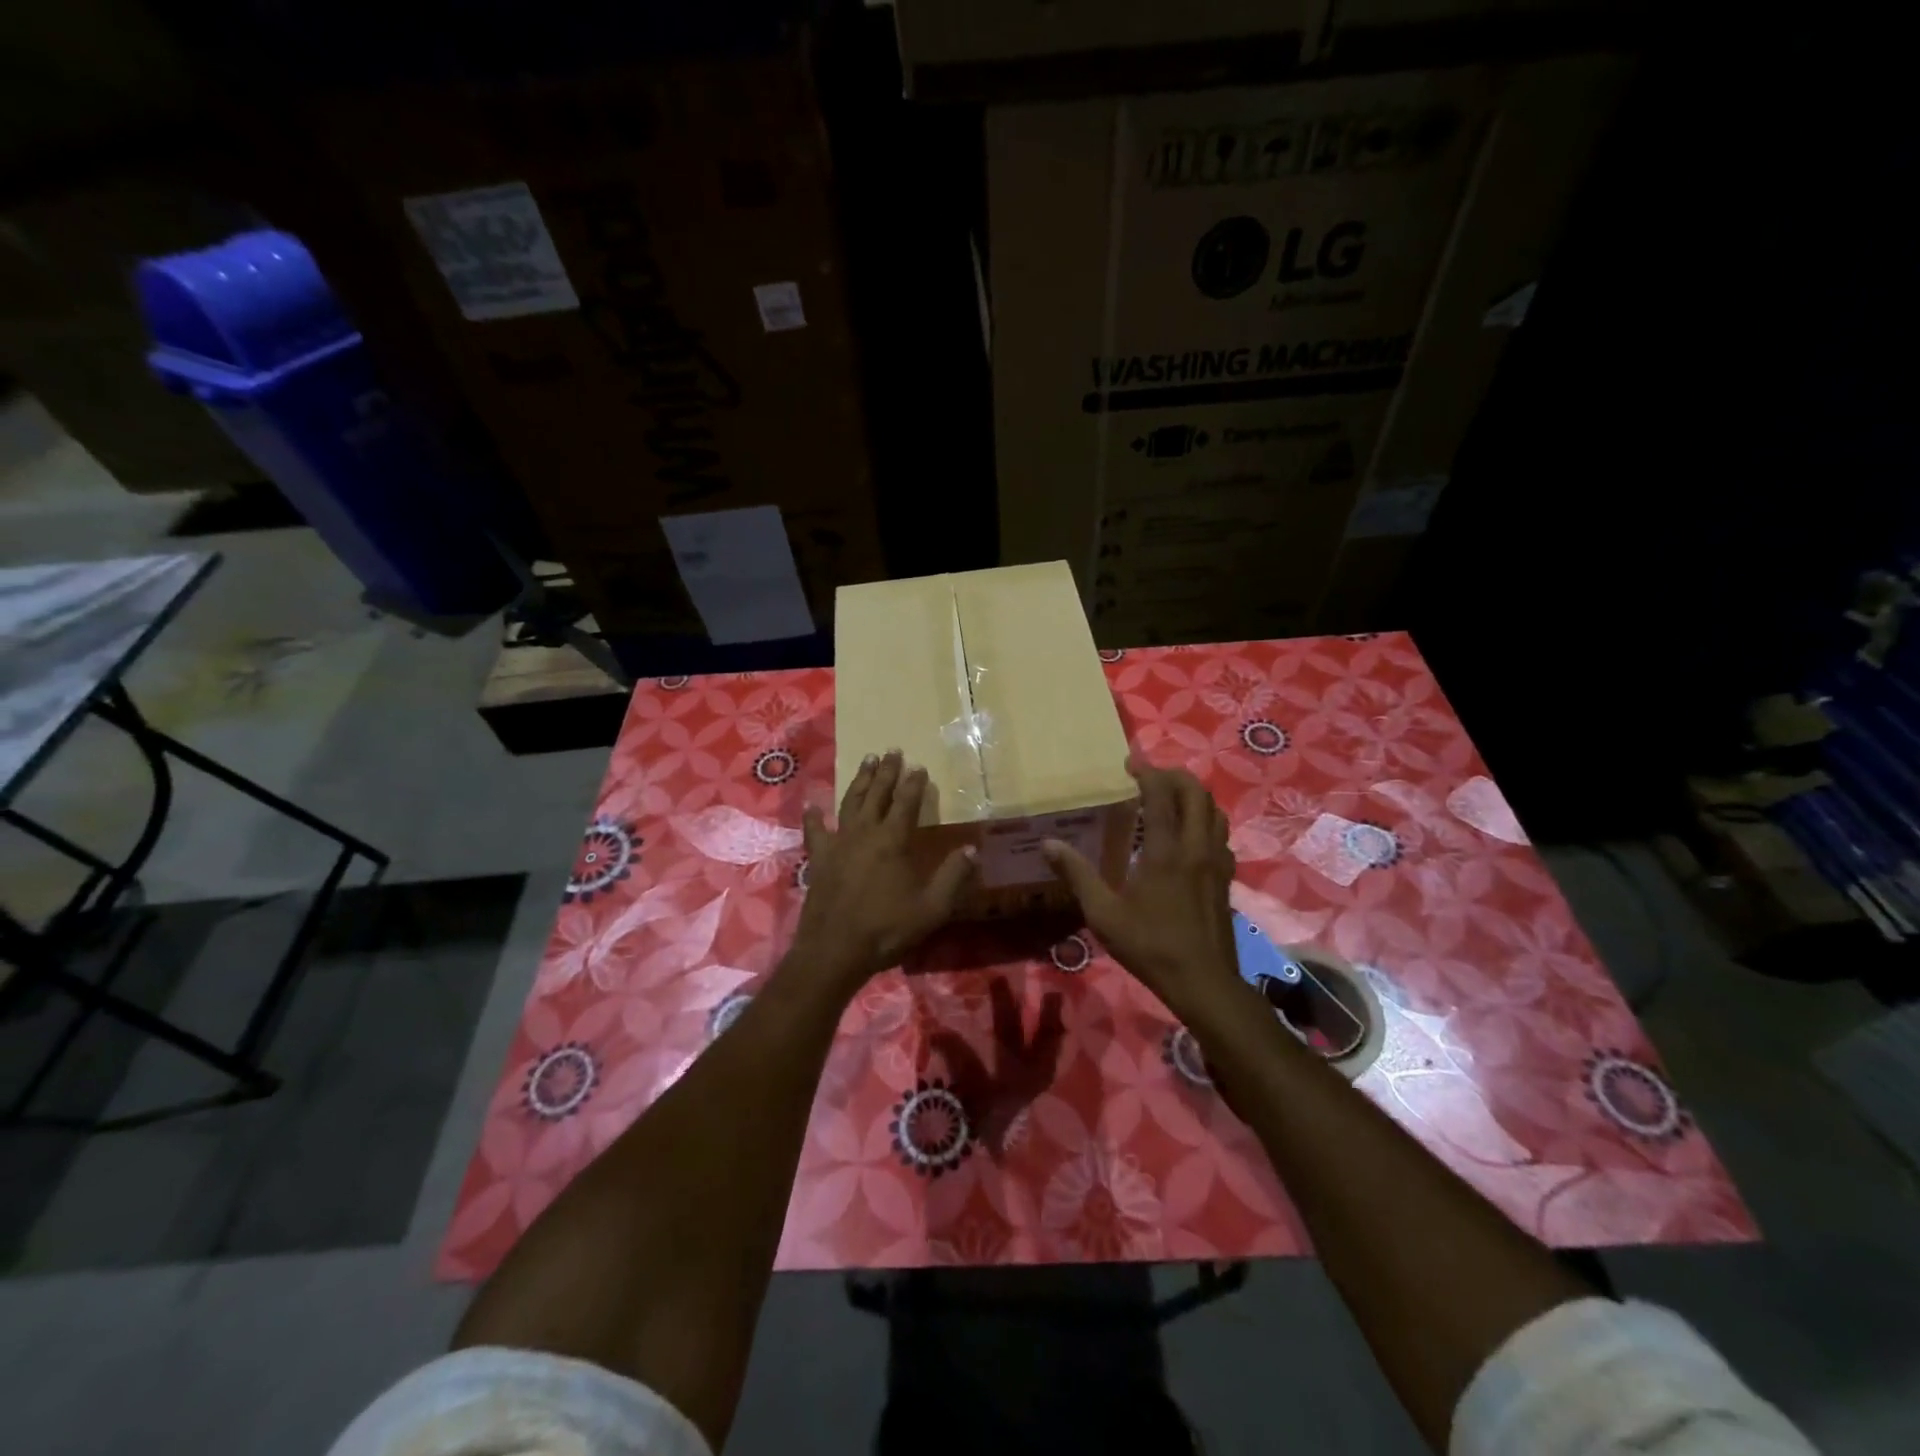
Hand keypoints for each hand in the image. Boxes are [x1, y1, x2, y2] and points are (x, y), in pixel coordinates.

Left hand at [790, 750, 975, 995]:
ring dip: (859, 781)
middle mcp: (864, 833)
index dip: (914, 783)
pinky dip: (814, 816)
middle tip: (892, 750)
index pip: (906, 803)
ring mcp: (838, 844)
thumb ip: (953, 877)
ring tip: (866, 761)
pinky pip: (815, 831)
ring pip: (849, 803)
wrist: (834, 951)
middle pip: (876, 794)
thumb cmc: (886, 930)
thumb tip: (973, 849)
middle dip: (886, 771)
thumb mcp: (931, 909)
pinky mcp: (819, 859)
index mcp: (893, 841)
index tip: (919, 766)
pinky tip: (813, 805)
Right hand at [1042, 757, 1239, 1021]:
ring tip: (1170, 798)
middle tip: (1150, 776)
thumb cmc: (1150, 946)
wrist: (1203, 981)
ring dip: (1193, 796)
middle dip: (1174, 776)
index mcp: (1166, 851)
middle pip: (1196, 794)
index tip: (1130, 762)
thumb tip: (1048, 844)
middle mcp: (1196, 847)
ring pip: (1214, 812)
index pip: (1162, 795)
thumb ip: (1077, 875)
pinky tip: (1188, 836)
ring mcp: (1217, 862)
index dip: (1148, 772)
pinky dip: (1205, 821)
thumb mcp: (1103, 913)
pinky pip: (1221, 835)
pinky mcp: (1226, 878)